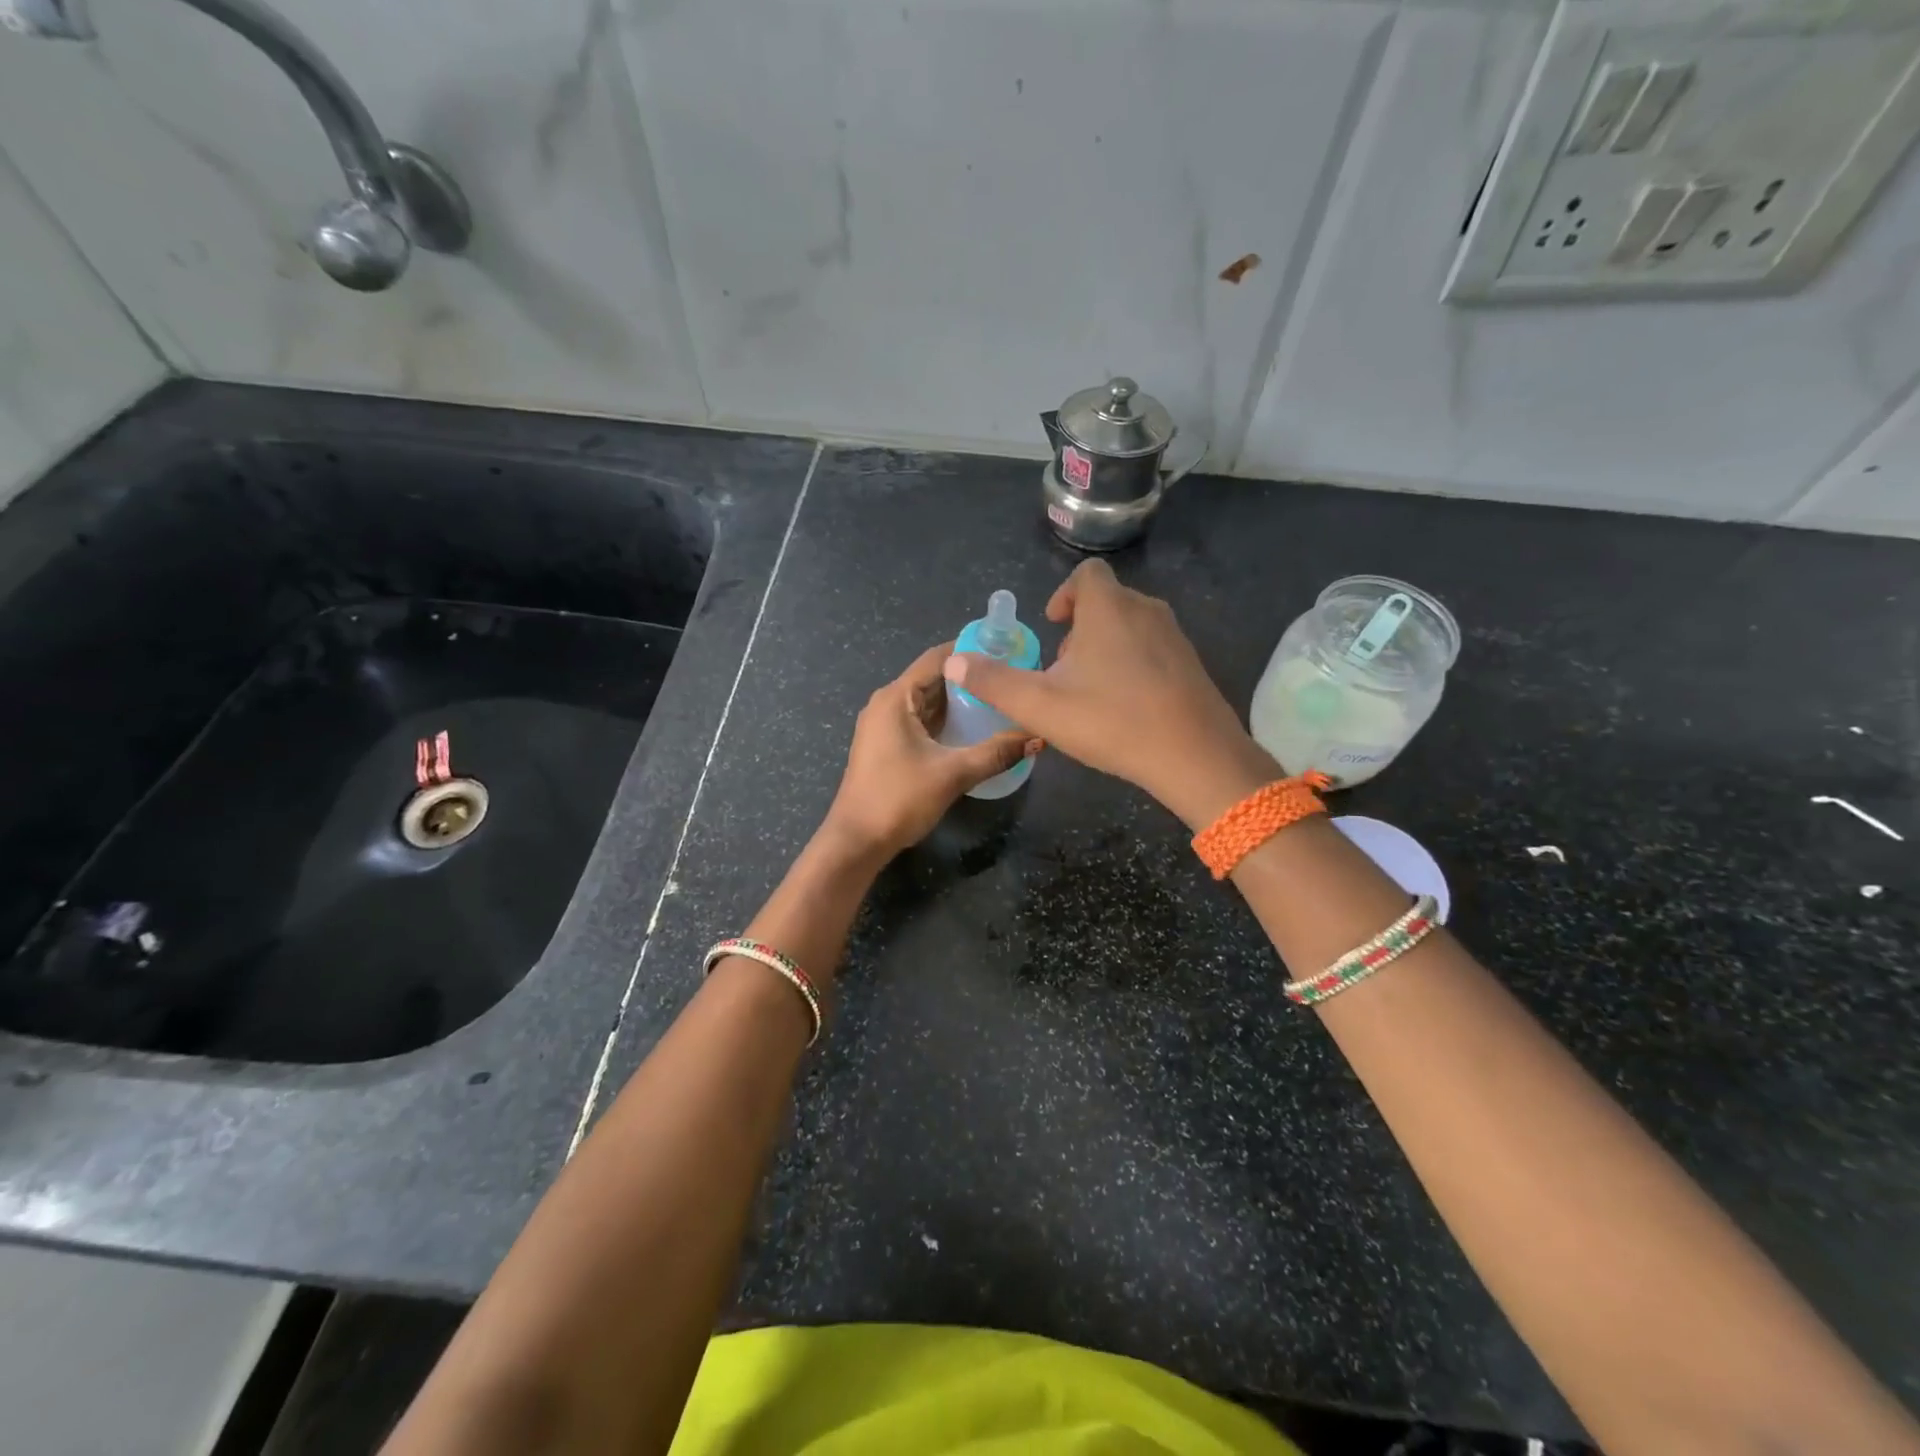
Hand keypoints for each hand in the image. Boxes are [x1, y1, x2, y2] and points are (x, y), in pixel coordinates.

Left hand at [822, 641, 1038, 859]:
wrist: (856, 841)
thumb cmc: (898, 800)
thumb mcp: (953, 774)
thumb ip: (996, 753)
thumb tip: (1038, 737)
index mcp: (896, 697)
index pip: (938, 657)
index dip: (972, 651)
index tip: (1007, 652)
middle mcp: (887, 703)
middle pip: (934, 678)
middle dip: (970, 678)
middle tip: (1011, 679)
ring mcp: (884, 724)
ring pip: (928, 702)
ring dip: (960, 701)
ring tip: (1000, 701)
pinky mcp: (887, 744)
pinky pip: (921, 720)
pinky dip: (946, 720)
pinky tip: (974, 729)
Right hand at [943, 559, 1275, 827]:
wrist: (1195, 756)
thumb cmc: (1111, 721)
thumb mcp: (1039, 706)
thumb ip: (993, 682)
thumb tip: (953, 662)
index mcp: (1108, 608)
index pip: (1087, 574)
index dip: (1064, 593)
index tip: (1052, 626)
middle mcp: (1146, 610)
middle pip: (1108, 600)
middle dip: (1080, 626)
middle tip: (1062, 667)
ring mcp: (1175, 637)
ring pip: (1131, 625)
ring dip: (1106, 646)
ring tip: (1089, 689)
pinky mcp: (1192, 664)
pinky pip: (1153, 649)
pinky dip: (1132, 663)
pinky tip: (1125, 706)